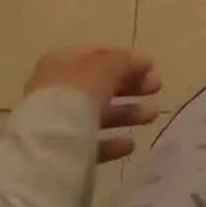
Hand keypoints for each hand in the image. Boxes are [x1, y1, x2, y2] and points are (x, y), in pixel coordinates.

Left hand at [24, 47, 161, 163]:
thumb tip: (143, 62)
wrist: (48, 145)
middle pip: (100, 85)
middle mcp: (57, 89)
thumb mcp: (107, 68)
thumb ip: (126, 62)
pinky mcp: (61, 150)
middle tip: (157, 88)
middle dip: (131, 86)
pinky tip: (130, 144)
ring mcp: (57, 121)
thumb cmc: (77, 94)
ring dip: (127, 113)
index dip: (125, 60)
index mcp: (62, 63)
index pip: (98, 55)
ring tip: (152, 115)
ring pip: (98, 113)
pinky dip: (111, 141)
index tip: (149, 68)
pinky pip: (91, 142)